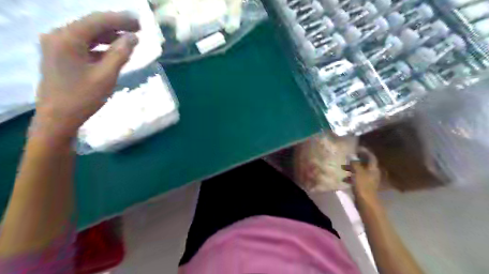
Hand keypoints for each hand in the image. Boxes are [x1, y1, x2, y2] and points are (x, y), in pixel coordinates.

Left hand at [32, 11, 138, 139]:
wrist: (58, 118)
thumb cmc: (83, 98)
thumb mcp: (106, 76)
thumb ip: (120, 54)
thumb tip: (133, 37)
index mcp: (67, 38)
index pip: (97, 21)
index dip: (120, 20)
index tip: (139, 22)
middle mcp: (58, 36)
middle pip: (91, 25)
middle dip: (115, 26)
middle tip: (137, 29)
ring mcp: (57, 46)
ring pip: (88, 35)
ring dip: (109, 36)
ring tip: (129, 39)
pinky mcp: (60, 56)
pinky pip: (84, 45)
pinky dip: (100, 46)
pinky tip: (114, 51)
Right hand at [342, 148, 378, 200]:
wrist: (366, 202)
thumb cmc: (362, 185)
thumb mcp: (357, 172)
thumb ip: (354, 163)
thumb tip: (351, 155)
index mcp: (373, 168)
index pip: (371, 156)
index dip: (364, 151)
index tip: (356, 148)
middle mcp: (372, 173)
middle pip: (365, 163)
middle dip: (356, 160)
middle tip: (347, 158)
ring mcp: (368, 180)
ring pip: (360, 171)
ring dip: (352, 169)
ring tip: (343, 168)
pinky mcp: (364, 186)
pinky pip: (357, 178)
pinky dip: (351, 177)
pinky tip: (344, 179)